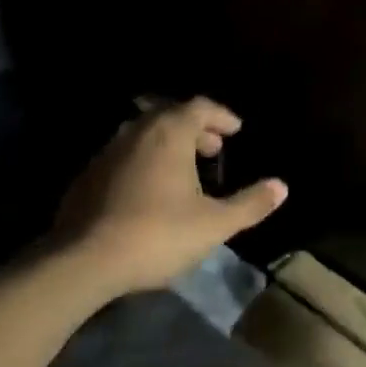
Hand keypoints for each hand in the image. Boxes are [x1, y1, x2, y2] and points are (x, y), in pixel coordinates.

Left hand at [54, 97, 287, 296]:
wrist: (83, 260)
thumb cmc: (157, 234)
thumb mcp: (214, 224)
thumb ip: (250, 204)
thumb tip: (282, 186)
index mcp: (169, 132)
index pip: (199, 106)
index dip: (221, 116)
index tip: (235, 131)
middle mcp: (136, 131)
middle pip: (170, 114)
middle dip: (195, 128)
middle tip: (213, 149)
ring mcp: (107, 151)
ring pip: (144, 134)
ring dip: (168, 144)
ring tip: (184, 169)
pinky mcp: (87, 175)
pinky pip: (124, 155)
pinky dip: (143, 161)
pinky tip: (148, 190)